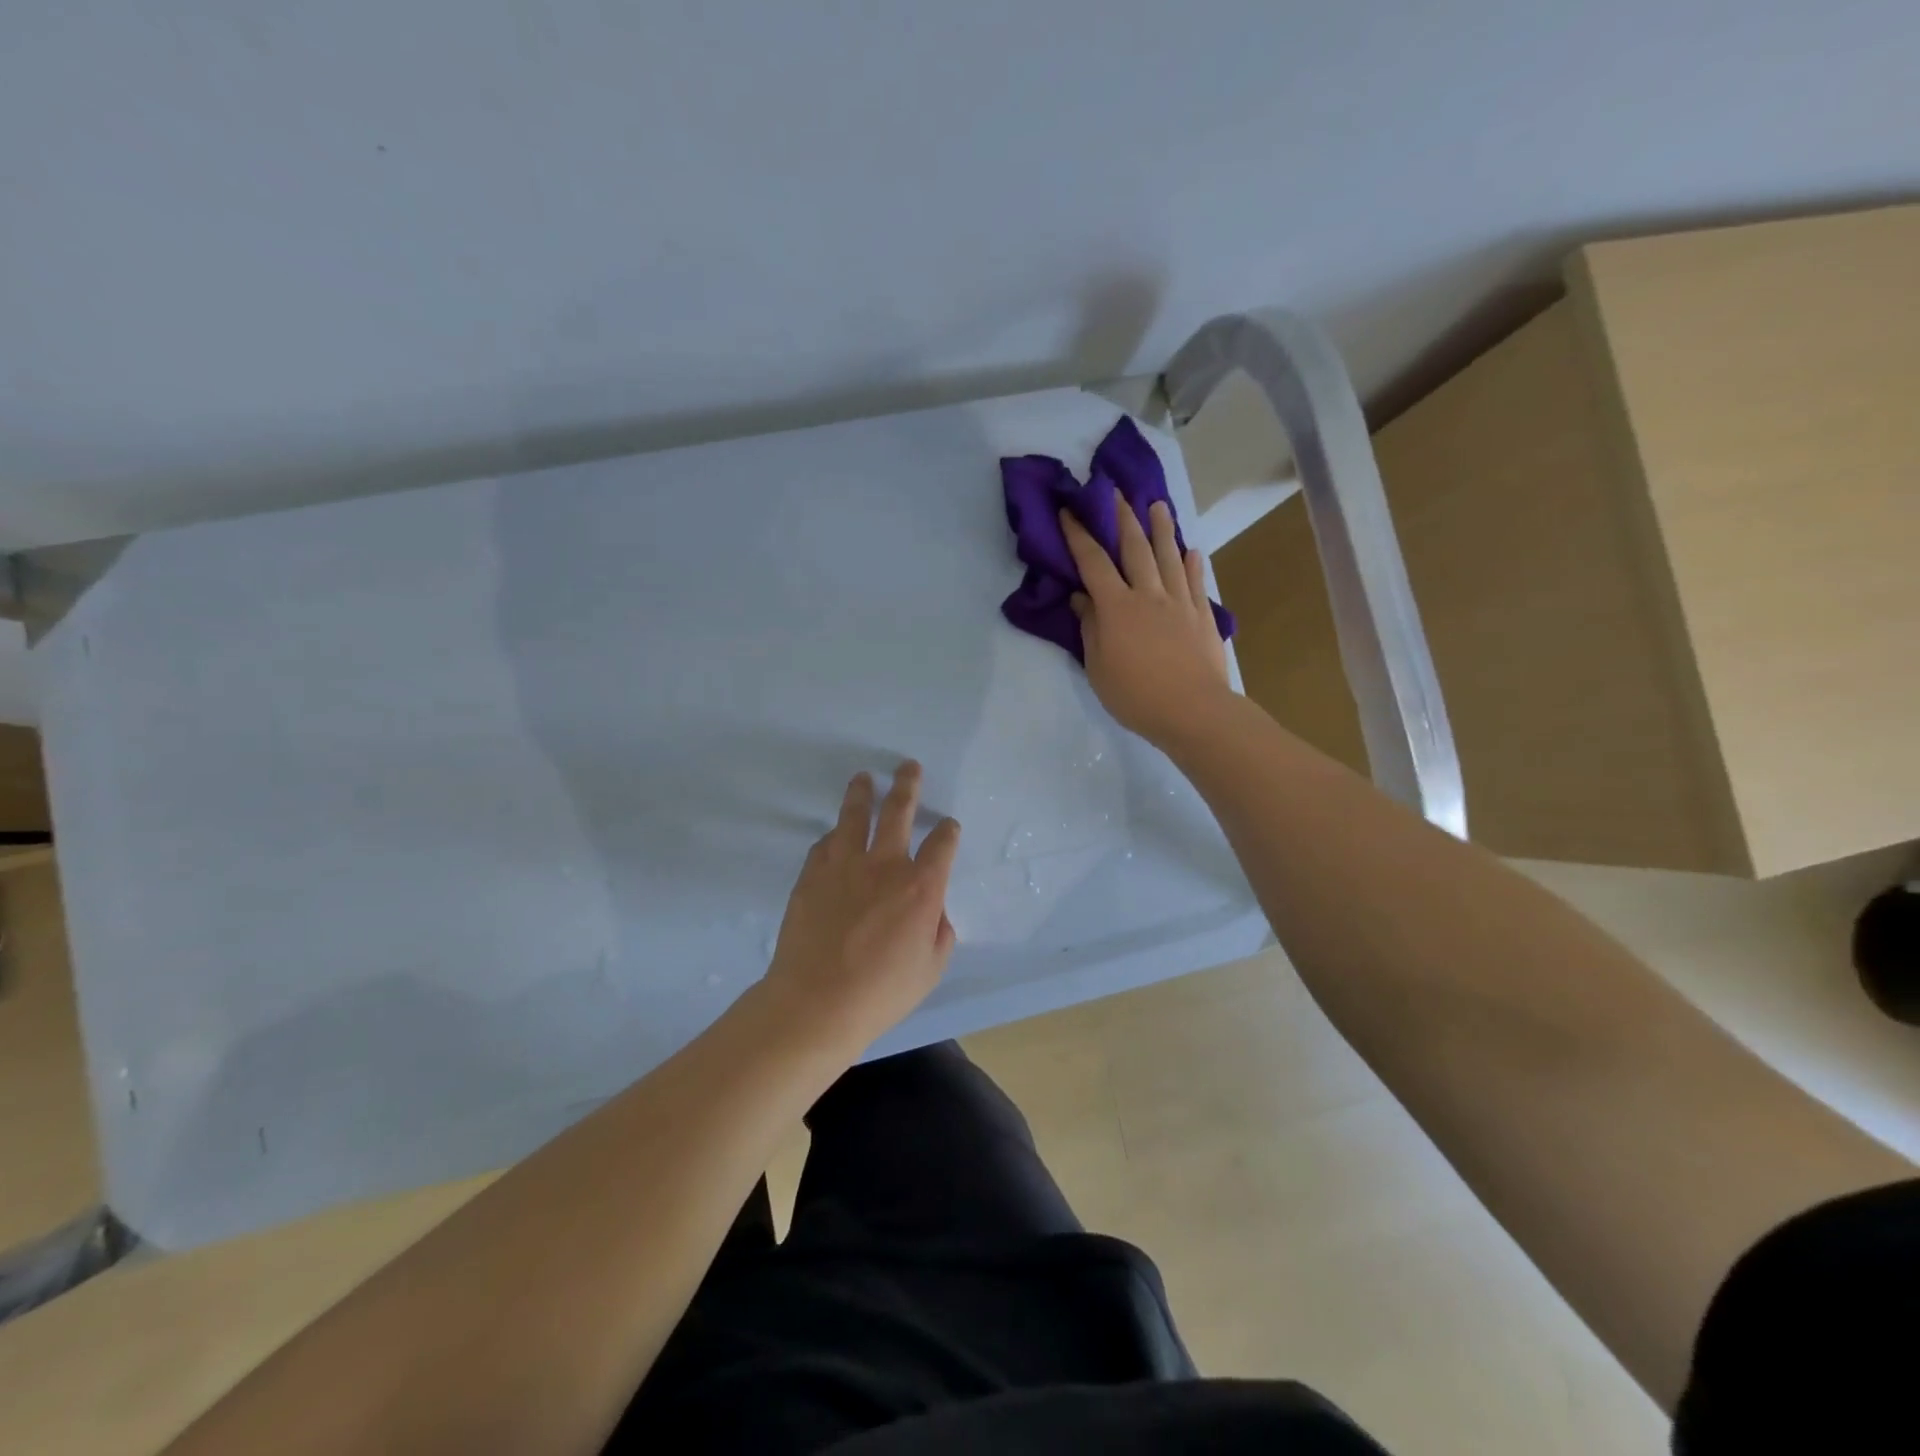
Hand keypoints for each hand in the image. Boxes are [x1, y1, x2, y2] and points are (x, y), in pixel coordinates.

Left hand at [762, 761, 960, 1051]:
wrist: (816, 1002)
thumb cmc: (881, 992)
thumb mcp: (931, 968)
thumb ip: (939, 931)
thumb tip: (933, 911)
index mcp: (921, 887)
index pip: (942, 844)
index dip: (948, 831)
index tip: (948, 825)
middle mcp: (885, 865)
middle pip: (898, 811)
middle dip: (907, 786)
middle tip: (908, 767)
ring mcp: (844, 865)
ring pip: (855, 816)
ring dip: (862, 793)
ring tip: (865, 778)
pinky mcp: (812, 874)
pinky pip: (826, 843)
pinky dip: (835, 835)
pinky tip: (835, 833)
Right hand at [1061, 492, 1231, 744]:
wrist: (1192, 711)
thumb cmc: (1136, 695)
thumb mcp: (1098, 667)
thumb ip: (1090, 629)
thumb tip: (1082, 599)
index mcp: (1117, 607)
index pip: (1093, 563)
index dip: (1079, 536)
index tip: (1069, 512)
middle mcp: (1148, 595)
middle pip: (1135, 548)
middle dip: (1123, 518)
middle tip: (1116, 493)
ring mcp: (1179, 603)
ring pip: (1169, 557)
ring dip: (1162, 529)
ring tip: (1158, 505)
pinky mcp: (1202, 616)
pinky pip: (1195, 582)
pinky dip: (1192, 564)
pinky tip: (1191, 551)